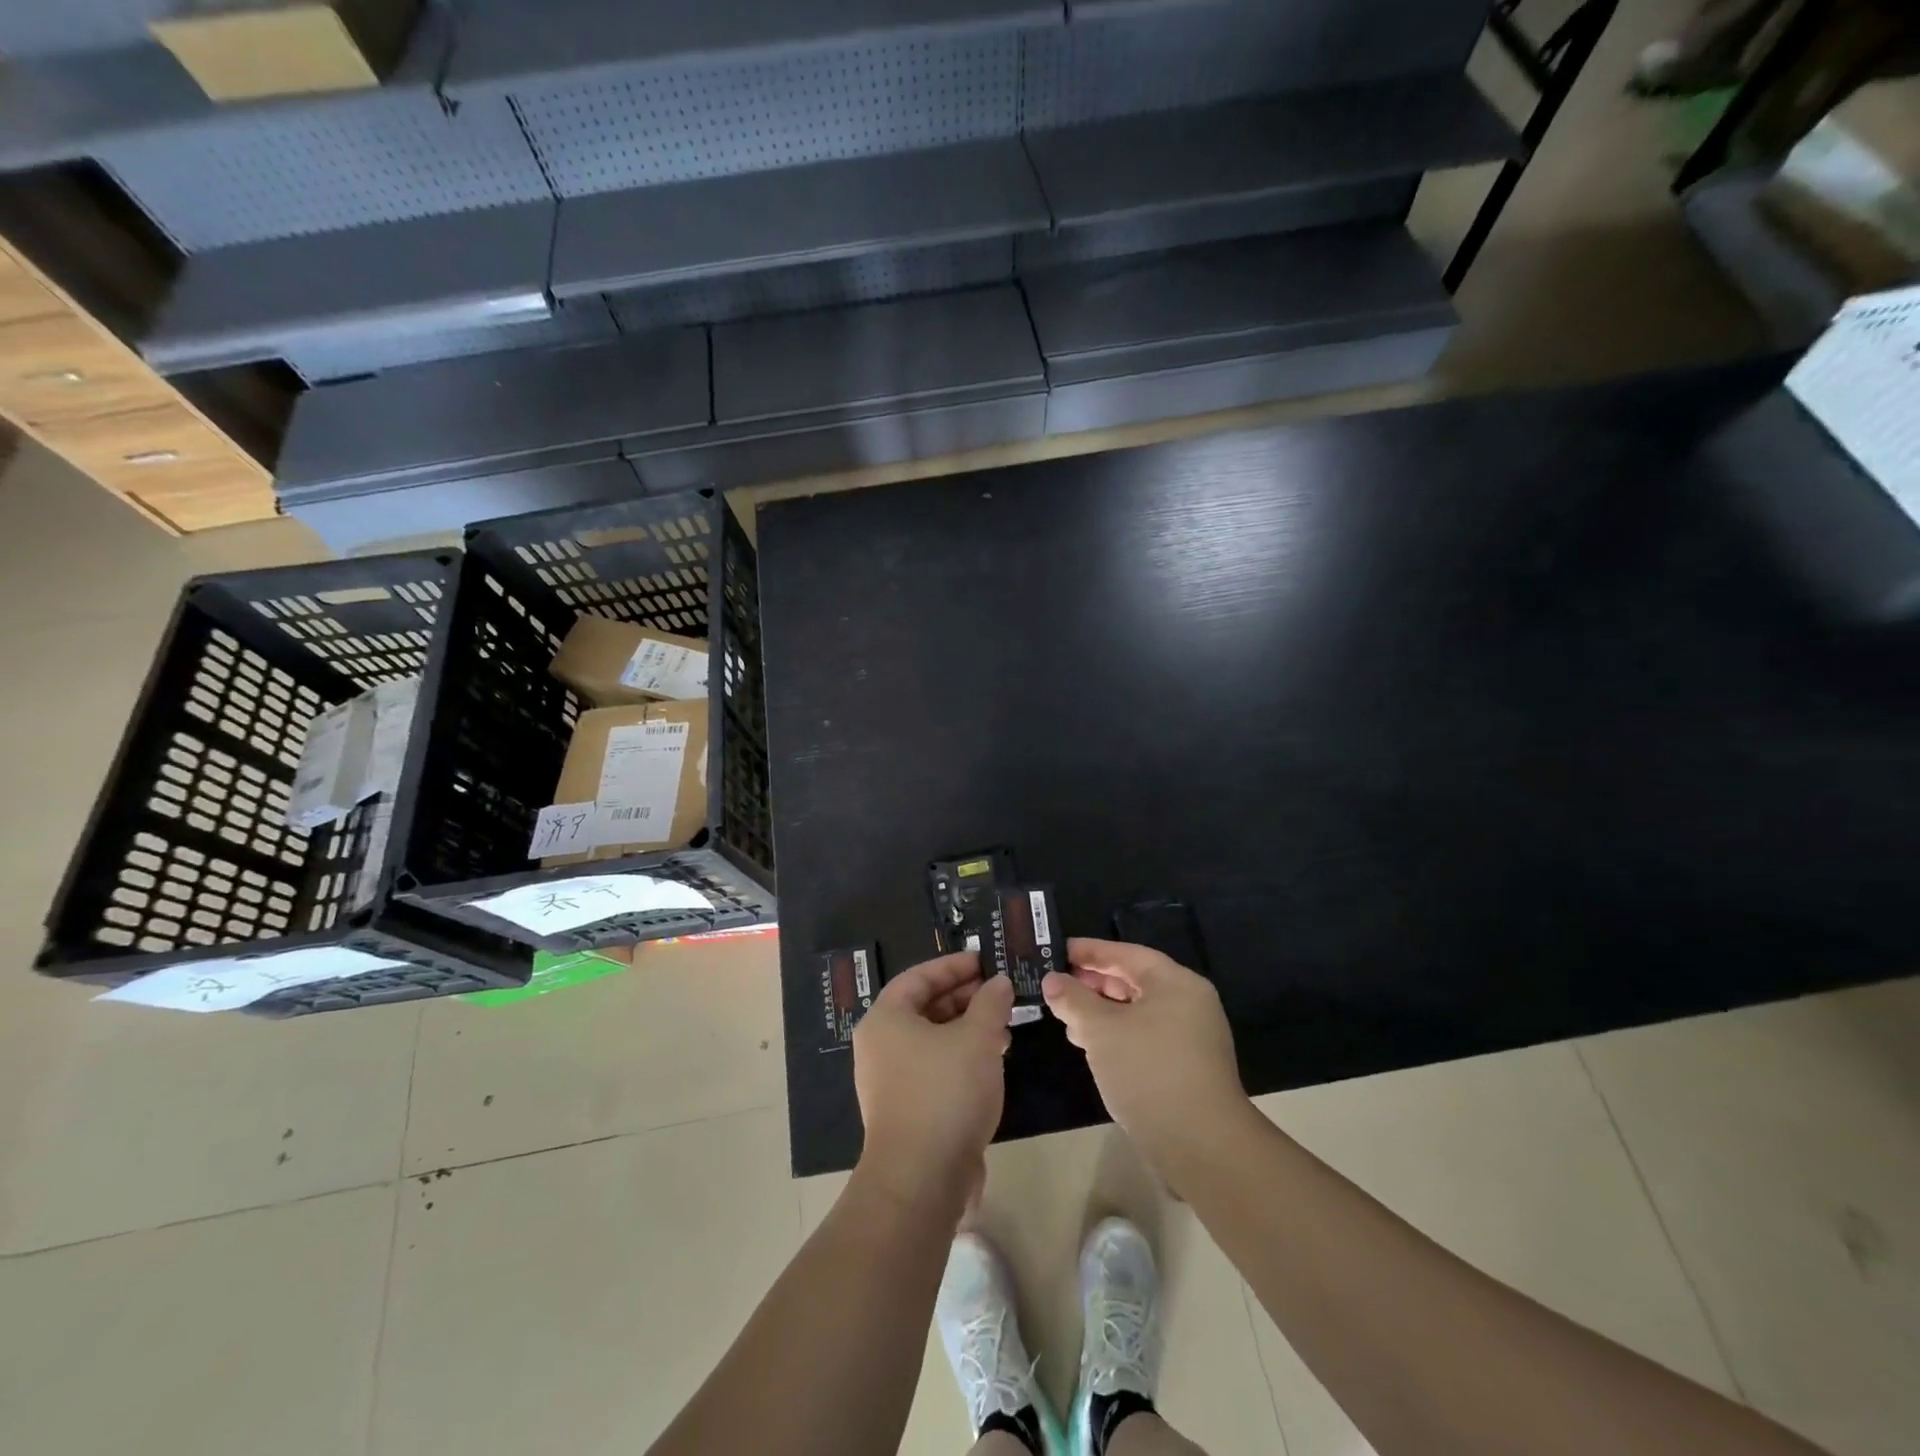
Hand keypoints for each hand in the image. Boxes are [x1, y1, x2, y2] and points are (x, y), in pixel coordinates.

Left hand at [853, 952, 1013, 1205]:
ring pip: (932, 1040)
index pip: (919, 976)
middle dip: (964, 998)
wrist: (921, 1179)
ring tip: (1004, 1029)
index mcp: (886, 1019)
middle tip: (999, 994)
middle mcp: (880, 1045)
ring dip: (967, 1029)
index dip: (953, 966)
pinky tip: (992, 1064)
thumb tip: (999, 983)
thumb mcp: (977, 1038)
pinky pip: (934, 1069)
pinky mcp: (905, 1110)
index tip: (985, 962)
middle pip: (924, 1007)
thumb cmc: (945, 1092)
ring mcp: (889, 1081)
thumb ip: (991, 1003)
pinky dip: (961, 1058)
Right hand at [1042, 937, 1247, 1160]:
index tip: (1058, 951)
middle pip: (1134, 981)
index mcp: (1176, 983)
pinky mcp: (1186, 1068)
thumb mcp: (1101, 1030)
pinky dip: (1118, 1036)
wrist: (1200, 1145)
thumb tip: (1052, 980)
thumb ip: (1074, 1000)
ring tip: (1067, 1018)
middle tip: (1058, 985)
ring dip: (1102, 1013)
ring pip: (1138, 1012)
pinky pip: (1145, 1038)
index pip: (1127, 954)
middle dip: (1094, 983)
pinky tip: (1092, 1048)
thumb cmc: (1148, 1071)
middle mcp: (1189, 1003)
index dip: (1090, 951)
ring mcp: (1191, 1038)